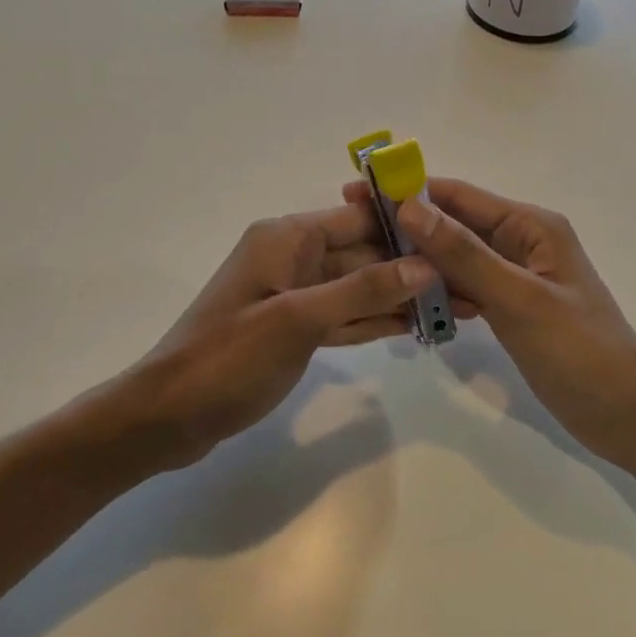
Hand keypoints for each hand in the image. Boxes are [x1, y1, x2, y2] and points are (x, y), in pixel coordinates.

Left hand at [123, 204, 436, 468]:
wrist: (167, 417)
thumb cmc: (228, 358)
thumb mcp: (298, 319)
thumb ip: (363, 290)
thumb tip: (424, 264)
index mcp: (287, 238)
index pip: (358, 219)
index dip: (406, 227)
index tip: (456, 238)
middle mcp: (293, 257)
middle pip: (363, 255)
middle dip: (411, 268)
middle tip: (468, 284)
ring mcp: (294, 296)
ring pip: (358, 289)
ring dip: (399, 298)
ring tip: (455, 307)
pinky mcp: (294, 330)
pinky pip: (343, 317)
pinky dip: (373, 321)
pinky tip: (413, 326)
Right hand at [354, 177, 635, 468]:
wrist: (626, 413)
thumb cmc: (578, 349)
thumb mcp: (517, 298)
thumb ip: (463, 254)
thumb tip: (409, 206)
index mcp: (530, 225)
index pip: (459, 196)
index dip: (409, 191)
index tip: (358, 193)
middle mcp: (522, 242)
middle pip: (455, 225)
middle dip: (408, 228)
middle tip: (353, 236)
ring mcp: (517, 277)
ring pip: (458, 259)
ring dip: (420, 262)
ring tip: (370, 267)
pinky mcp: (513, 308)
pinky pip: (468, 288)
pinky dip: (441, 292)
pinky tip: (410, 303)